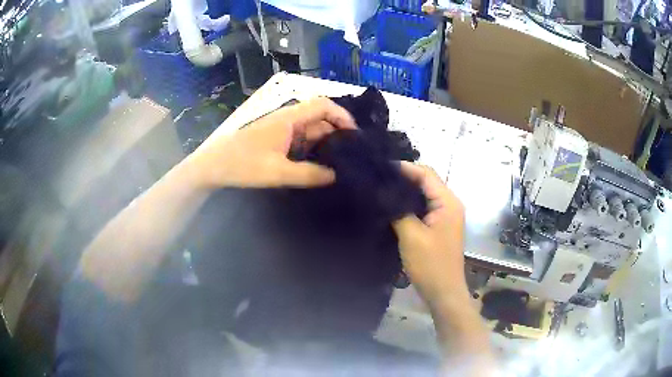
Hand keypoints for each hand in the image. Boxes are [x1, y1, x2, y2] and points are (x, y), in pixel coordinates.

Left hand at [188, 97, 355, 188]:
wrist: (214, 167)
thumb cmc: (243, 164)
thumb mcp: (277, 171)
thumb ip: (308, 174)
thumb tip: (336, 176)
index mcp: (289, 118)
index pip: (323, 105)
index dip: (343, 116)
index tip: (355, 136)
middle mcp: (288, 120)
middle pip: (320, 119)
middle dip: (338, 134)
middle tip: (353, 155)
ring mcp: (282, 131)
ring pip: (311, 132)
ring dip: (326, 144)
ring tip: (342, 163)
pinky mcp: (276, 141)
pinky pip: (301, 142)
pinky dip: (313, 151)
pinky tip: (320, 166)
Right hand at [392, 163, 468, 309]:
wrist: (443, 292)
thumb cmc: (430, 265)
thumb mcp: (411, 236)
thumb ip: (398, 210)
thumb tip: (383, 192)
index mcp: (447, 202)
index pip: (426, 173)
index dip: (404, 168)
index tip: (380, 169)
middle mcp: (450, 204)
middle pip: (426, 182)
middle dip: (404, 178)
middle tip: (378, 180)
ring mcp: (446, 216)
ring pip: (424, 195)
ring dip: (406, 192)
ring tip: (381, 191)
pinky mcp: (440, 226)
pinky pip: (424, 208)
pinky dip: (409, 204)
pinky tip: (392, 207)